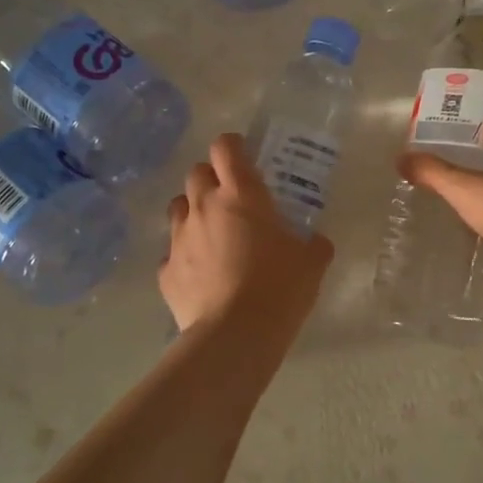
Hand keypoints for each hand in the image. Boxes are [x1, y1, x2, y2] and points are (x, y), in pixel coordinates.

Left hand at [160, 133, 332, 335]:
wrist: (235, 336)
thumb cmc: (279, 288)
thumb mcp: (311, 263)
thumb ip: (313, 244)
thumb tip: (317, 242)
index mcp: (241, 195)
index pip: (225, 147)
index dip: (233, 146)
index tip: (244, 157)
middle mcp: (204, 207)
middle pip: (196, 173)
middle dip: (211, 179)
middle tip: (231, 199)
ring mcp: (179, 238)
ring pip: (178, 207)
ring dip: (193, 212)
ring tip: (212, 233)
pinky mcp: (165, 271)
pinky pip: (172, 252)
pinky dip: (185, 256)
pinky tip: (201, 274)